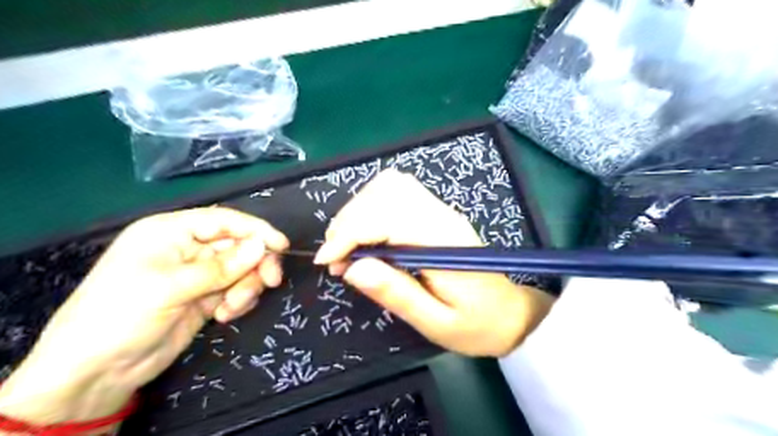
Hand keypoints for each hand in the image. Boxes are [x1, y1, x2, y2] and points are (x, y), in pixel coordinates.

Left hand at [1, 206, 288, 425]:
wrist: (96, 373)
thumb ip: (222, 266)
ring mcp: (198, 274)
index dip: (256, 230)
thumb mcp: (172, 287)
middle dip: (255, 264)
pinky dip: (239, 301)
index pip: (224, 221)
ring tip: (230, 309)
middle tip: (270, 282)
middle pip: (239, 246)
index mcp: (171, 232)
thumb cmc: (121, 315)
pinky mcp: (206, 297)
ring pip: (242, 270)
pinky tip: (224, 316)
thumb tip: (263, 246)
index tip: (282, 246)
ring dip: (246, 287)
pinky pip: (237, 290)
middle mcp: (188, 249)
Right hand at [313, 170, 552, 356]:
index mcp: (443, 242)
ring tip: (347, 246)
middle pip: (386, 192)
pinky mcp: (435, 212)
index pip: (388, 217)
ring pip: (390, 185)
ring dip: (358, 210)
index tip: (328, 261)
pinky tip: (366, 234)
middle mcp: (441, 216)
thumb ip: (396, 294)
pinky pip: (397, 192)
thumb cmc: (476, 324)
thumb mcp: (436, 322)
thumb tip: (352, 269)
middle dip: (349, 220)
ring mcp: (440, 209)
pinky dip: (371, 207)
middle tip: (337, 258)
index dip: (350, 233)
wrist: (509, 313)